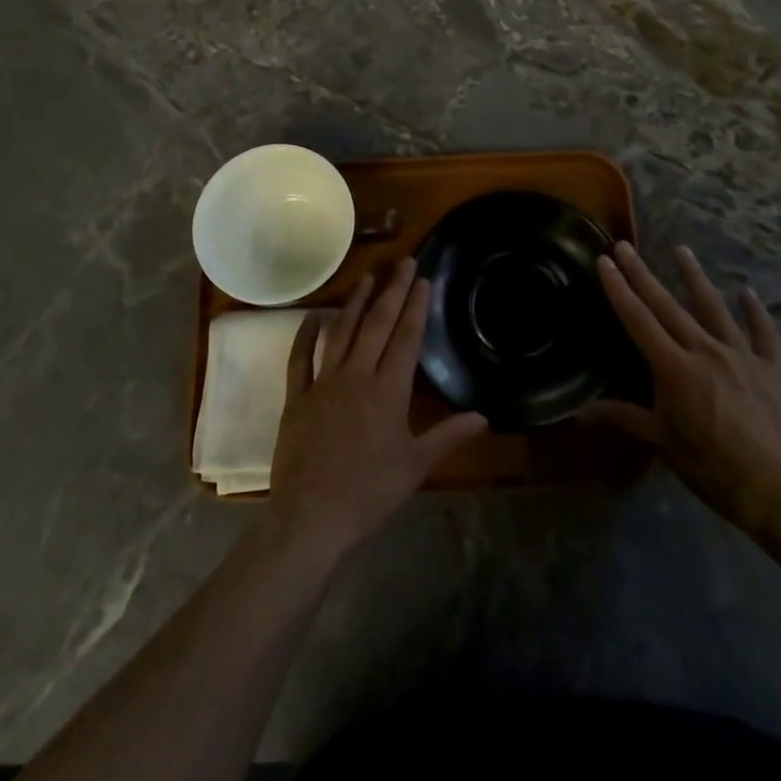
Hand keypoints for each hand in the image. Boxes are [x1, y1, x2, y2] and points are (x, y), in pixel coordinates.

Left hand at [270, 258, 487, 560]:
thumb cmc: (368, 493)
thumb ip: (448, 436)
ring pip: (341, 332)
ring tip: (367, 276)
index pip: (406, 338)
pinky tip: (315, 316)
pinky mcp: (297, 397)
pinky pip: (301, 358)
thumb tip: (483, 417)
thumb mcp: (416, 467)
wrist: (311, 518)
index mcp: (388, 391)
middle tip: (403, 262)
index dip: (415, 306)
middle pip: (376, 324)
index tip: (423, 279)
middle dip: (392, 290)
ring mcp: (323, 383)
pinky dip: (307, 334)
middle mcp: (356, 376)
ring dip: (355, 302)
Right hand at [589, 242, 780, 537]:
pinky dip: (756, 312)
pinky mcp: (774, 368)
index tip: (604, 261)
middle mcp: (706, 350)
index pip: (638, 320)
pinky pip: (764, 332)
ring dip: (695, 277)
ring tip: (681, 250)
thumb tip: (577, 413)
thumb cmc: (713, 469)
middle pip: (668, 305)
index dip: (619, 289)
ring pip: (714, 307)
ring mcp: (743, 355)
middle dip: (643, 274)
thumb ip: (623, 418)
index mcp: (674, 368)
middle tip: (625, 246)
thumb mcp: (663, 443)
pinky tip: (748, 294)